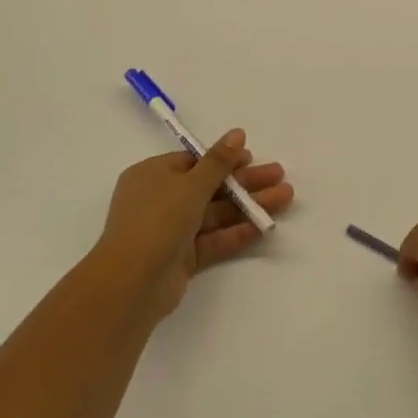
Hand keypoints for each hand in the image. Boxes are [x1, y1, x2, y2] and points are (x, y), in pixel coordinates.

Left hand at [94, 130, 294, 319]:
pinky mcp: (181, 257)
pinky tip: (263, 226)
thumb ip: (219, 161)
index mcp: (153, 175)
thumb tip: (237, 133)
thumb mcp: (191, 184)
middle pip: (210, 187)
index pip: (193, 161)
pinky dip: (236, 232)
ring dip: (248, 205)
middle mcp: (160, 200)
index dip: (224, 159)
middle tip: (279, 175)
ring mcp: (170, 231)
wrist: (132, 284)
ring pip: (215, 213)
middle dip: (245, 182)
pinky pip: (213, 239)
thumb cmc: (158, 220)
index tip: (252, 158)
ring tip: (285, 198)